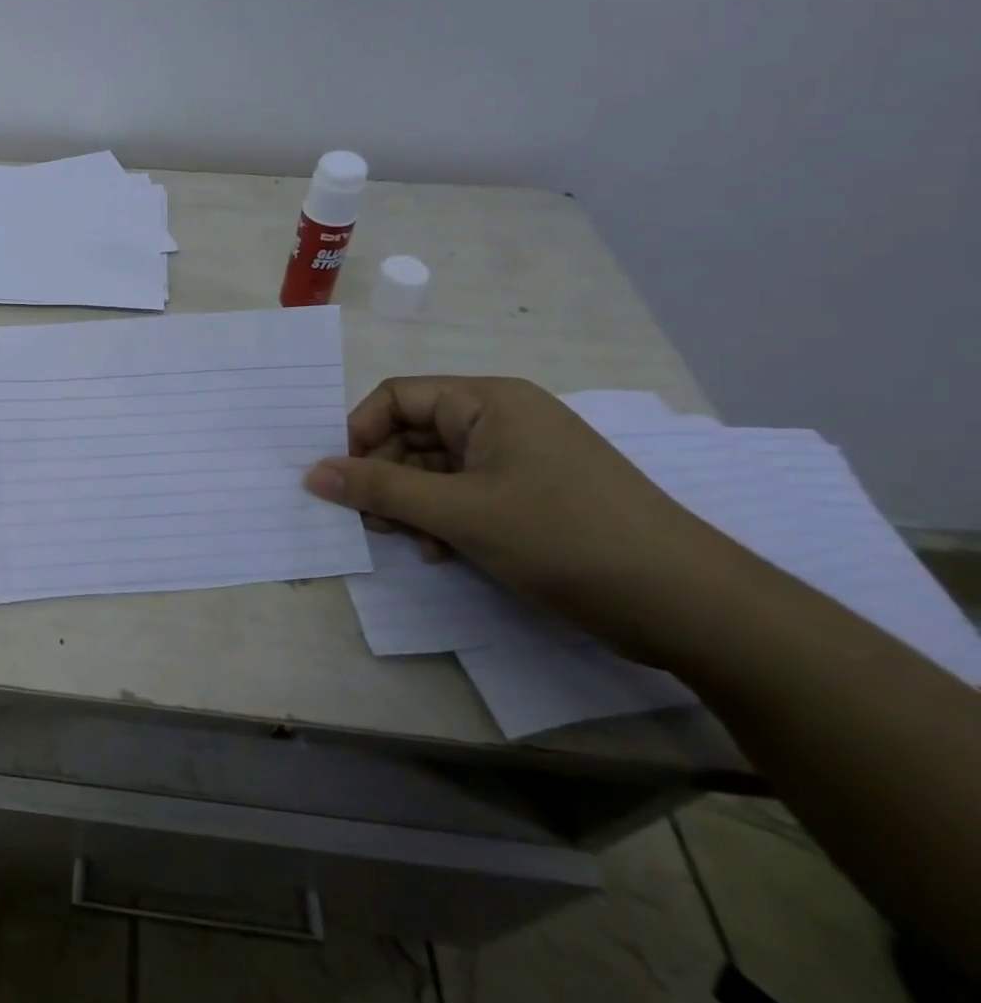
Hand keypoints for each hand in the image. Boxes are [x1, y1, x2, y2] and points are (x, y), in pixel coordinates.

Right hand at [304, 376, 746, 659]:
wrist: (691, 605)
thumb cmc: (565, 538)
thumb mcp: (459, 513)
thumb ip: (379, 489)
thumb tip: (311, 473)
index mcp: (487, 400)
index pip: (395, 397)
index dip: (359, 435)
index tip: (343, 482)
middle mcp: (503, 417)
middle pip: (414, 432)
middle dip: (385, 475)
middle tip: (373, 522)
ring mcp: (522, 456)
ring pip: (438, 467)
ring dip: (412, 502)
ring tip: (408, 541)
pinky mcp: (536, 493)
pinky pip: (467, 491)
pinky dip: (444, 517)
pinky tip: (442, 552)